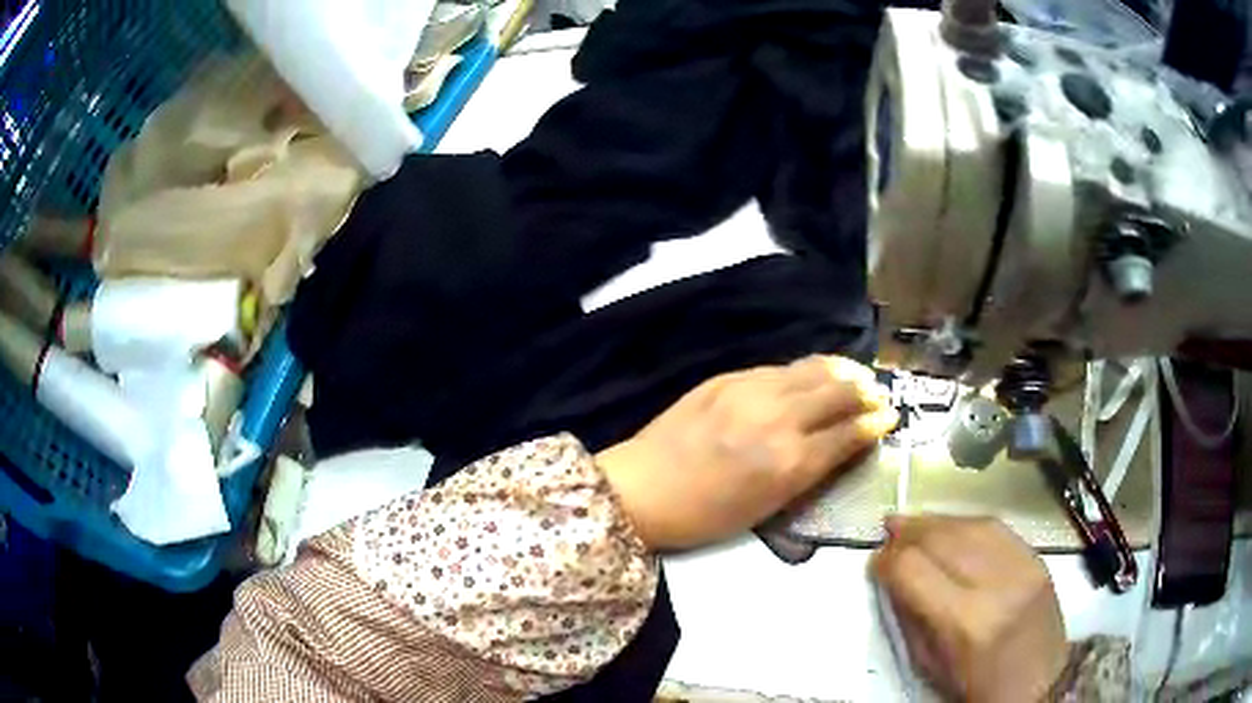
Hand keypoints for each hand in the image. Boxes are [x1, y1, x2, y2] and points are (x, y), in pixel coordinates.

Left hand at [598, 355, 896, 550]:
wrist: (641, 489)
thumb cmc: (705, 515)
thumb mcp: (767, 507)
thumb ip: (808, 472)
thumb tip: (840, 445)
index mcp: (790, 462)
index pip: (848, 433)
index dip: (874, 424)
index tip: (890, 417)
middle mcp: (779, 418)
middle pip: (837, 392)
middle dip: (864, 392)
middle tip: (877, 394)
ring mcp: (751, 391)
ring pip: (811, 370)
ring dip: (840, 372)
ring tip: (855, 375)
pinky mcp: (727, 378)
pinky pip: (779, 367)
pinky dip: (805, 369)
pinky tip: (812, 372)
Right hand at [871, 515, 1068, 702]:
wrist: (1039, 683)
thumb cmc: (976, 686)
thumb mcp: (931, 665)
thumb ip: (911, 617)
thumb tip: (891, 575)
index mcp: (964, 622)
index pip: (915, 570)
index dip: (888, 561)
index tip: (875, 562)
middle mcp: (996, 584)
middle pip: (944, 538)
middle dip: (910, 531)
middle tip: (889, 529)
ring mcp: (1023, 566)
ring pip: (971, 525)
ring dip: (938, 521)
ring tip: (915, 523)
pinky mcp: (1038, 558)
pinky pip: (998, 528)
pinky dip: (968, 524)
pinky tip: (952, 527)